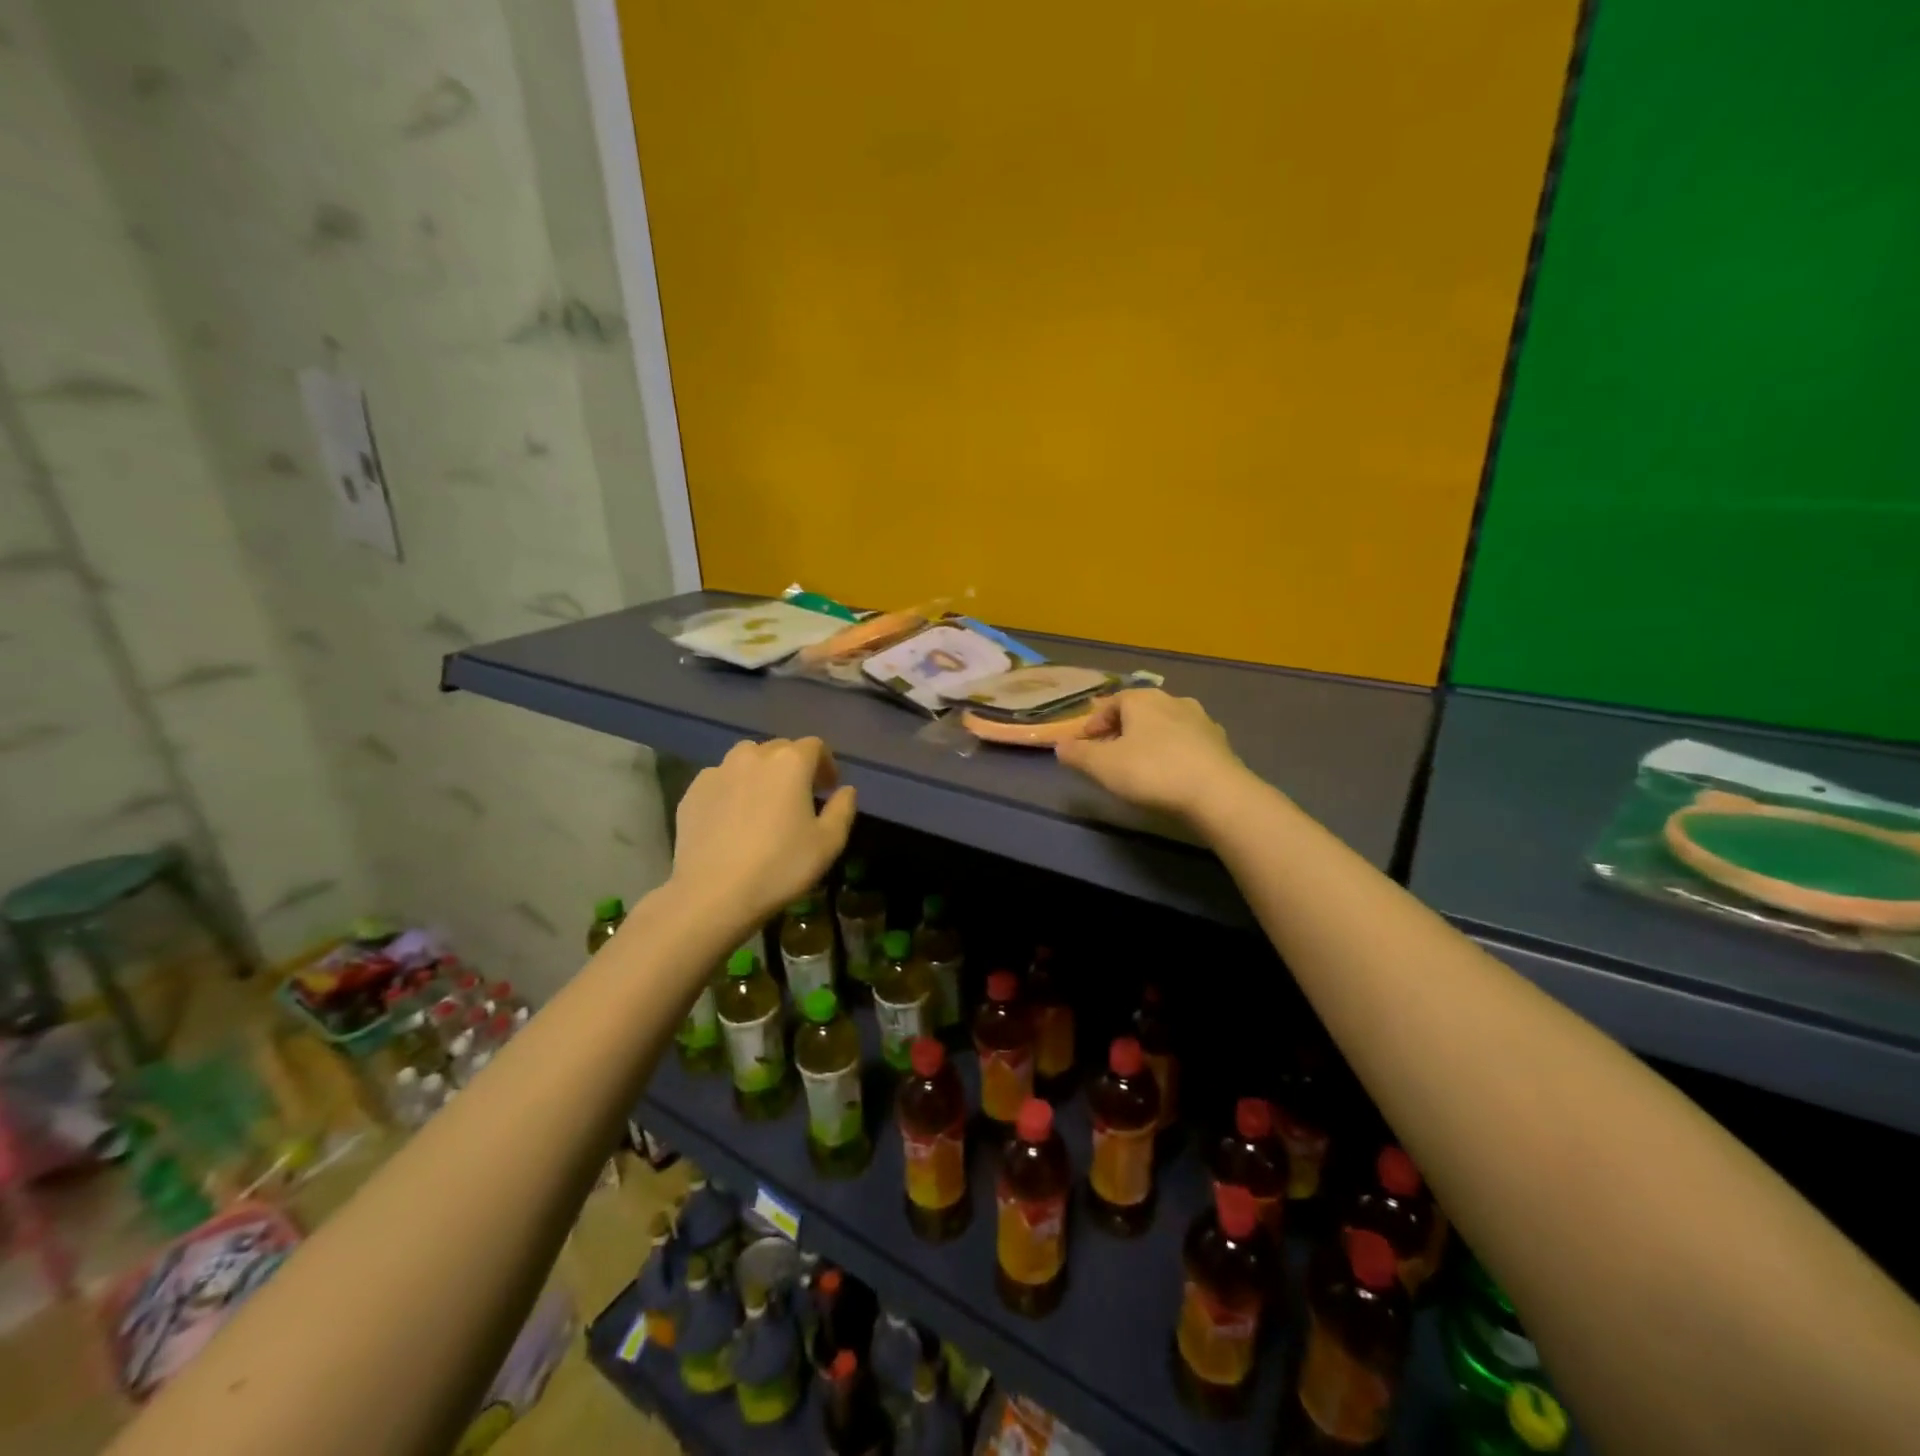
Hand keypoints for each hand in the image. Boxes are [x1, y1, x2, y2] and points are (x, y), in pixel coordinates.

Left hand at [669, 737, 856, 931]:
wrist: (713, 893)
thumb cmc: (780, 866)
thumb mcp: (828, 843)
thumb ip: (842, 809)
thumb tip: (846, 790)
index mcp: (790, 762)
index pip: (815, 746)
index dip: (825, 764)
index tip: (828, 789)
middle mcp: (753, 756)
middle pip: (780, 749)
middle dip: (794, 767)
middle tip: (798, 798)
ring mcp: (718, 771)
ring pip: (746, 760)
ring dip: (761, 773)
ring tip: (763, 803)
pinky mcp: (692, 791)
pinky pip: (721, 780)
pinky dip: (732, 790)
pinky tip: (733, 819)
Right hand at [1055, 689, 1250, 821]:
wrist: (1217, 793)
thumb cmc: (1151, 772)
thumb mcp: (1102, 766)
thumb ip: (1078, 754)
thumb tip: (1061, 745)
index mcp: (1142, 699)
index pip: (1112, 703)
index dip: (1095, 722)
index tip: (1084, 744)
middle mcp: (1173, 701)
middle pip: (1139, 712)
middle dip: (1122, 730)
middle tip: (1110, 754)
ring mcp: (1201, 720)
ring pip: (1165, 725)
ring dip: (1150, 740)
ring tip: (1140, 764)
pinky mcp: (1220, 743)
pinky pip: (1187, 743)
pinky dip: (1174, 752)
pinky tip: (1170, 773)